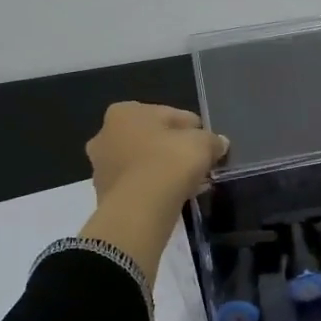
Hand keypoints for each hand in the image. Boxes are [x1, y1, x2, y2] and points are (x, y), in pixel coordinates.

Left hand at [87, 102, 228, 208]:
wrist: (139, 208)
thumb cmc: (169, 162)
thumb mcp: (202, 144)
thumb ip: (212, 140)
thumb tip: (219, 143)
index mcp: (125, 112)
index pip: (170, 114)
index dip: (193, 129)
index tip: (208, 144)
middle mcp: (105, 134)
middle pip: (152, 138)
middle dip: (174, 149)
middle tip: (198, 164)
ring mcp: (101, 165)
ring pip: (143, 162)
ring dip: (164, 169)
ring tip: (189, 183)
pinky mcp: (104, 193)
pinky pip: (138, 184)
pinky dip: (154, 187)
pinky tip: (174, 196)